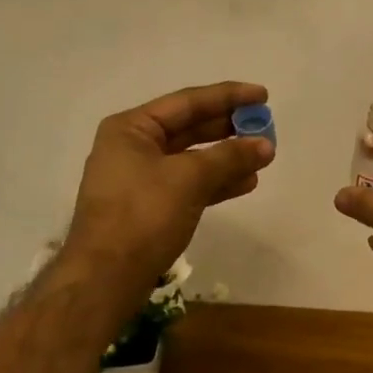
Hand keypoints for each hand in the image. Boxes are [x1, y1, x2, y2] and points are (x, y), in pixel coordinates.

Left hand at [64, 82, 274, 283]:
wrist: (107, 277)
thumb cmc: (142, 215)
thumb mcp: (188, 178)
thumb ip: (229, 157)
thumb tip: (265, 145)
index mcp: (131, 128)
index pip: (187, 102)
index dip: (228, 96)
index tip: (262, 95)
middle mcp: (133, 147)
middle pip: (189, 128)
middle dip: (229, 128)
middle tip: (265, 125)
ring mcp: (140, 179)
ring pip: (192, 159)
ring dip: (227, 157)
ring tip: (263, 156)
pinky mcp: (150, 207)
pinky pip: (189, 184)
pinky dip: (216, 182)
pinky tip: (246, 183)